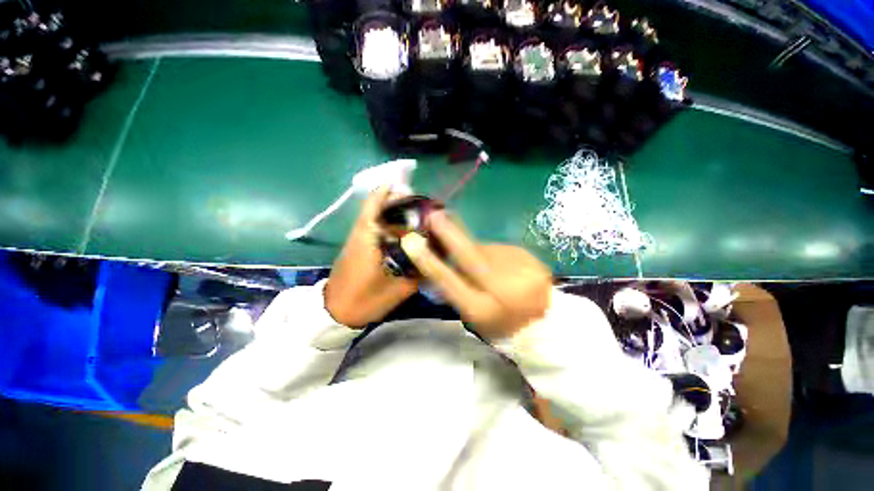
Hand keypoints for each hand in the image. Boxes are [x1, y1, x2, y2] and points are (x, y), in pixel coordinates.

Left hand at [325, 187, 419, 327]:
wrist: (334, 313)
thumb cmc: (365, 301)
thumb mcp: (399, 290)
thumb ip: (419, 272)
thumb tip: (435, 257)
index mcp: (368, 237)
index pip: (377, 203)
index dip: (394, 193)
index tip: (413, 192)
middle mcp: (361, 231)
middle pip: (377, 204)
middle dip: (400, 201)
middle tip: (421, 208)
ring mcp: (356, 237)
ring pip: (375, 214)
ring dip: (394, 211)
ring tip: (416, 218)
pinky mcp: (355, 244)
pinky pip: (373, 226)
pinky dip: (387, 223)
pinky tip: (403, 233)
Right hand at [400, 211, 551, 338]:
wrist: (547, 317)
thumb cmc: (503, 322)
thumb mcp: (474, 316)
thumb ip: (455, 289)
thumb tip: (435, 263)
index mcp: (482, 308)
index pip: (449, 281)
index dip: (429, 261)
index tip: (412, 242)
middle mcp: (499, 286)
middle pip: (469, 254)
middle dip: (449, 233)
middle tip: (434, 215)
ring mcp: (516, 266)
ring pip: (483, 249)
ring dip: (475, 250)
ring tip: (485, 266)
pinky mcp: (525, 254)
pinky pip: (498, 249)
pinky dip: (493, 254)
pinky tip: (503, 266)